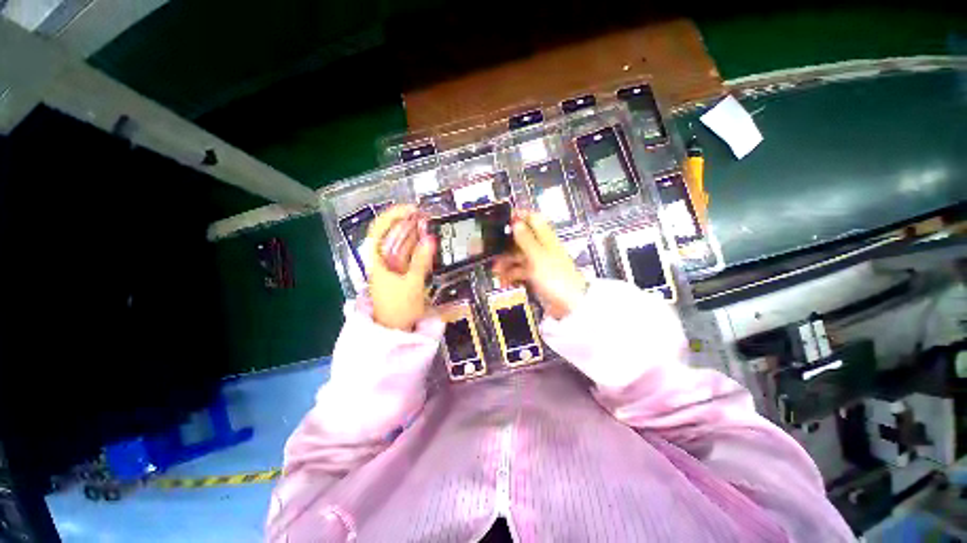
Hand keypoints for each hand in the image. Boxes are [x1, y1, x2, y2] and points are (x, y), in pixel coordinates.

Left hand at [366, 205, 434, 330]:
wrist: (396, 330)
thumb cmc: (398, 308)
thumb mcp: (412, 284)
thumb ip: (421, 261)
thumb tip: (430, 238)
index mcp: (377, 260)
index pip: (379, 229)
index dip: (393, 215)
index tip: (412, 209)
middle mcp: (383, 259)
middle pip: (392, 234)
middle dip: (408, 222)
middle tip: (428, 216)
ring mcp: (393, 266)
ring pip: (402, 244)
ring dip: (415, 233)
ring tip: (430, 224)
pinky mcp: (402, 273)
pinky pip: (409, 255)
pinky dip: (418, 247)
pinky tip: (428, 241)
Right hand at [492, 210, 587, 319]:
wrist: (568, 305)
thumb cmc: (556, 278)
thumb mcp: (538, 257)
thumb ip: (526, 239)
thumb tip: (516, 222)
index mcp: (546, 239)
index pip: (533, 219)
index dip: (519, 216)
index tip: (504, 219)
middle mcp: (542, 248)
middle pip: (522, 239)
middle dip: (506, 245)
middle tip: (493, 251)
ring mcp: (539, 263)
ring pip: (518, 256)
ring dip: (506, 262)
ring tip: (496, 271)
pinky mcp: (536, 276)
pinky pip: (520, 271)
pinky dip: (511, 275)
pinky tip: (505, 281)